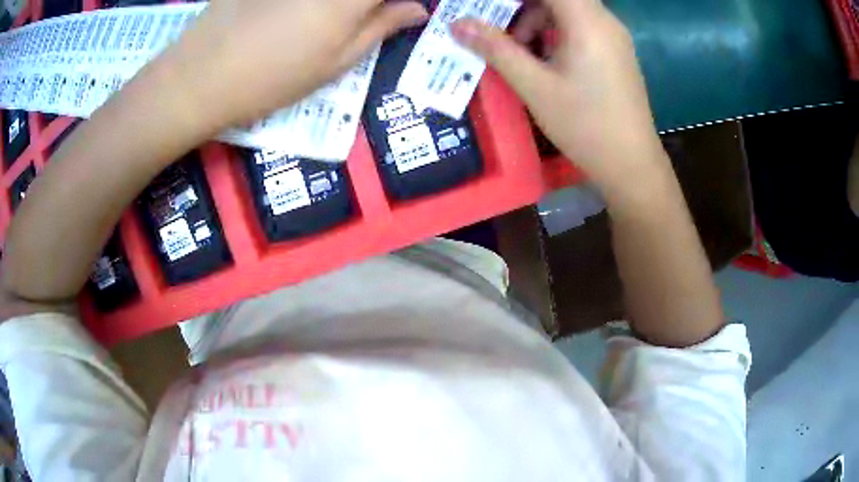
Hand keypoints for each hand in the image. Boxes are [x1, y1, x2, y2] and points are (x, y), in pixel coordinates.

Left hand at [157, 0, 427, 132]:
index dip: (403, 0)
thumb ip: (382, 26)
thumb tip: (417, 8)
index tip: (403, 9)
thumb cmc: (273, 77)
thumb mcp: (337, 61)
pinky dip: (308, 4)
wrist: (200, 75)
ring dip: (340, 7)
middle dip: (369, 5)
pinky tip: (296, 14)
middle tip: (364, 16)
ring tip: (328, 20)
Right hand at [451, 0, 667, 191]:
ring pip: (569, 11)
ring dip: (537, 20)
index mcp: (588, 22)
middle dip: (521, 6)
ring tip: (519, 51)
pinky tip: (545, 60)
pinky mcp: (616, 53)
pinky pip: (581, 27)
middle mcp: (605, 21)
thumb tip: (457, 24)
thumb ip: (496, 49)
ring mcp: (614, 37)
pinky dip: (556, 32)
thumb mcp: (535, 87)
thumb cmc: (585, 125)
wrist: (631, 165)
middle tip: (496, 27)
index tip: (490, 9)